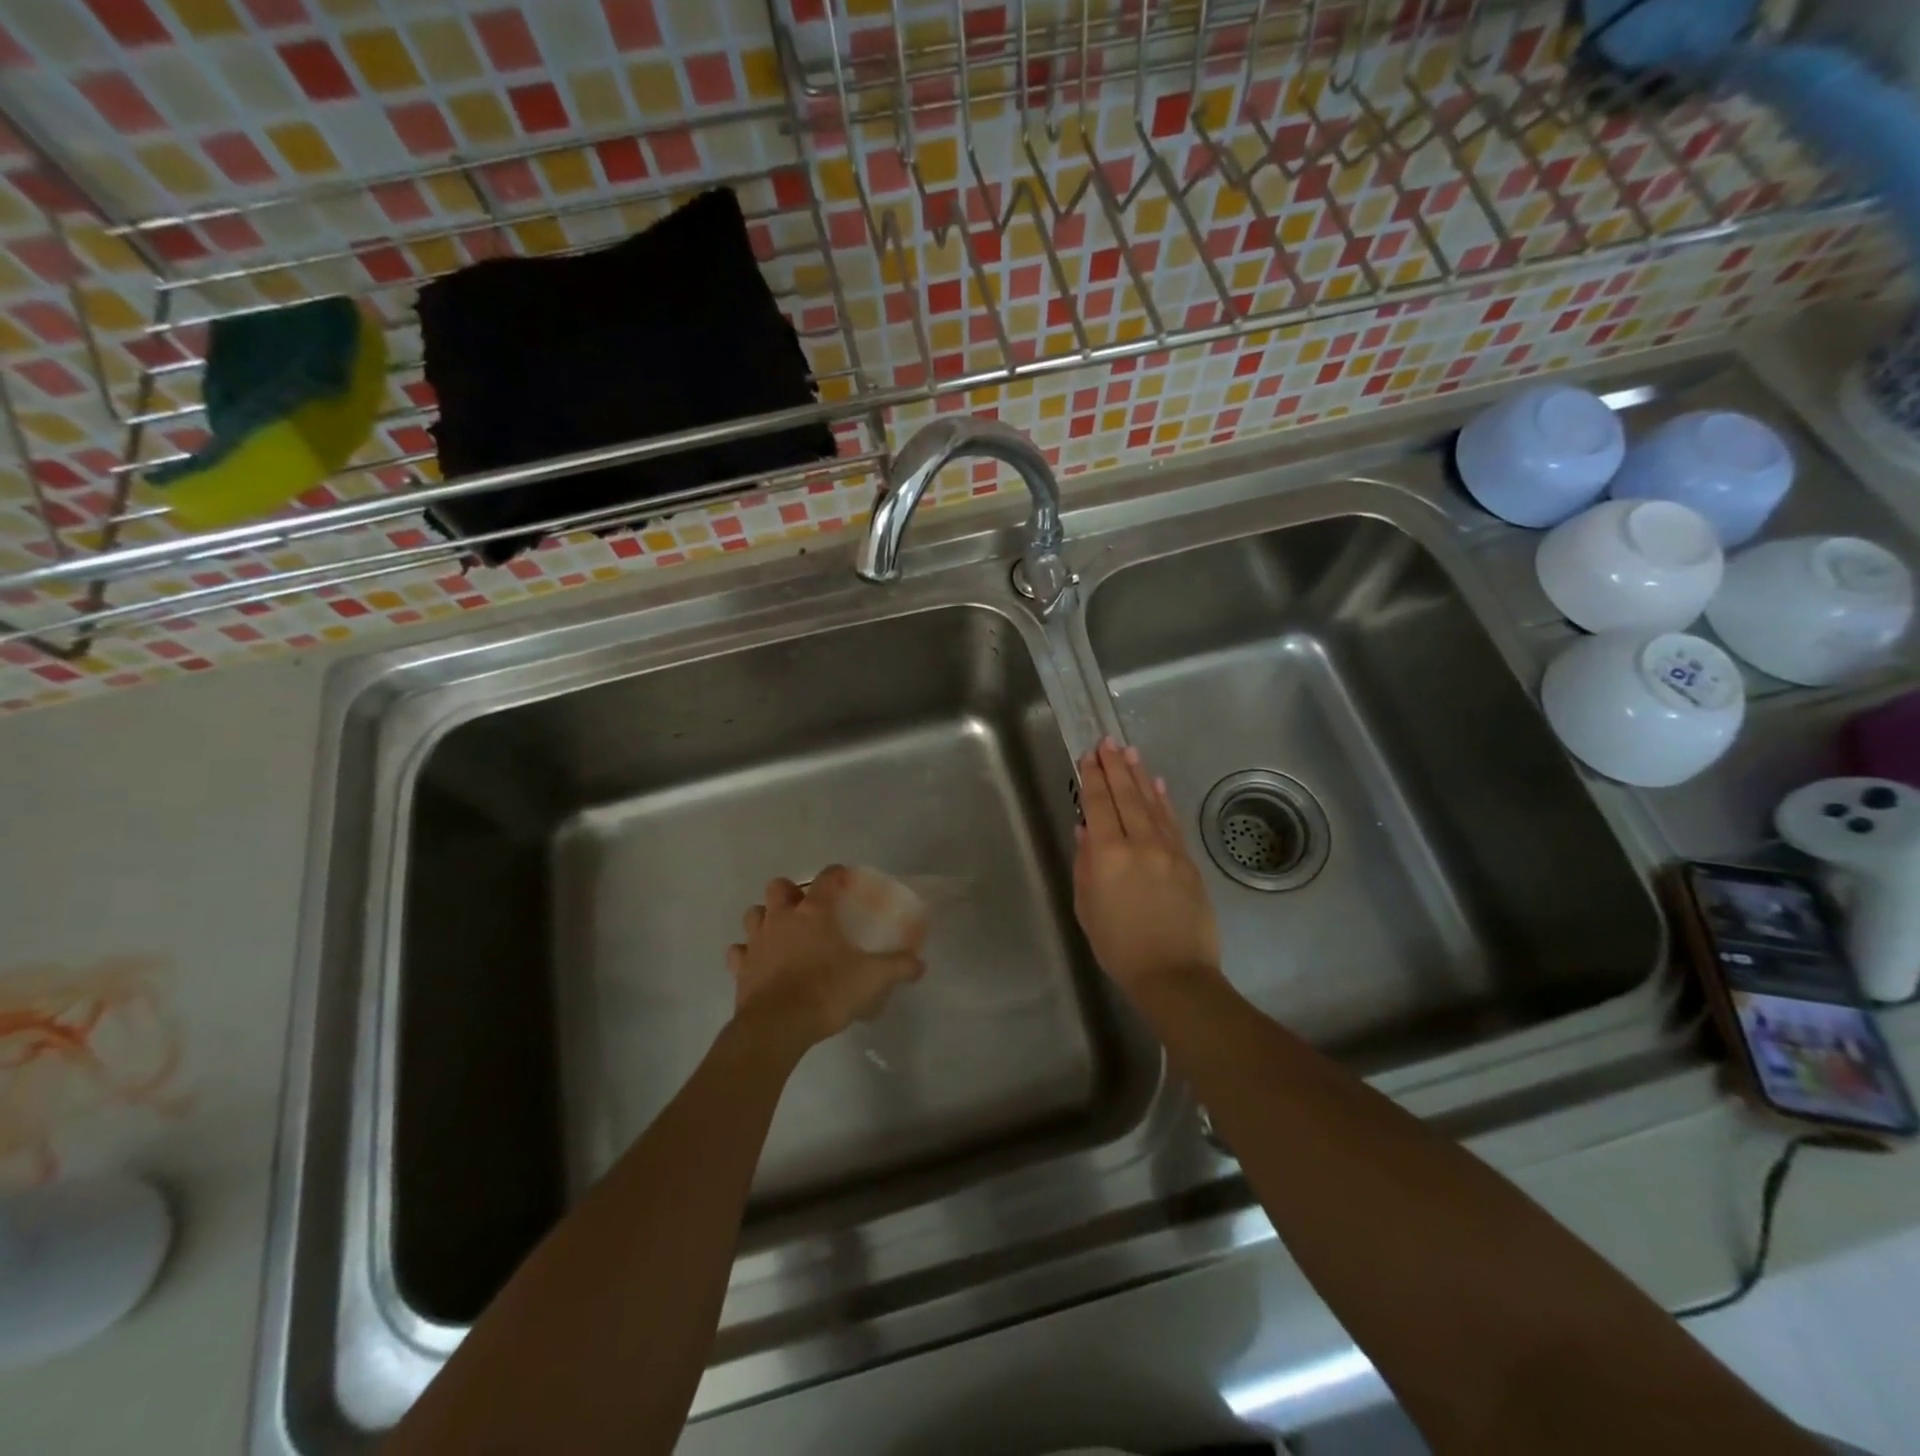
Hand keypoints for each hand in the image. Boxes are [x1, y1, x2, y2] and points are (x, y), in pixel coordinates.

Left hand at [728, 866, 924, 1050]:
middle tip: (807, 909)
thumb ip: (898, 967)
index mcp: (814, 913)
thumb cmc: (826, 992)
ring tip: (781, 932)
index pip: (826, 878)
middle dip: (790, 892)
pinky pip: (738, 951)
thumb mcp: (872, 979)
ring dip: (765, 918)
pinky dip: (746, 953)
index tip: (845, 880)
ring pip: (754, 914)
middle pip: (779, 887)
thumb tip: (920, 964)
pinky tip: (757, 962)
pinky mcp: (740, 968)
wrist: (776, 1027)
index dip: (837, 874)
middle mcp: (782, 918)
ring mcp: (757, 942)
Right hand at [1073, 738, 1221, 996]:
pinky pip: (1172, 823)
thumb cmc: (1119, 947)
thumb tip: (1086, 831)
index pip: (1099, 805)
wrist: (1173, 974)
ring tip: (1130, 752)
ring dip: (1138, 776)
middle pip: (1125, 796)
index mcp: (1107, 855)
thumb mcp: (1087, 908)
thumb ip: (1085, 865)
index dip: (1092, 778)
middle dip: (1114, 767)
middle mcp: (1139, 844)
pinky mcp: (1187, 861)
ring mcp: (1168, 850)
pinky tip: (1157, 785)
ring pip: (1150, 804)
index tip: (1088, 756)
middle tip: (1107, 741)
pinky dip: (1163, 801)